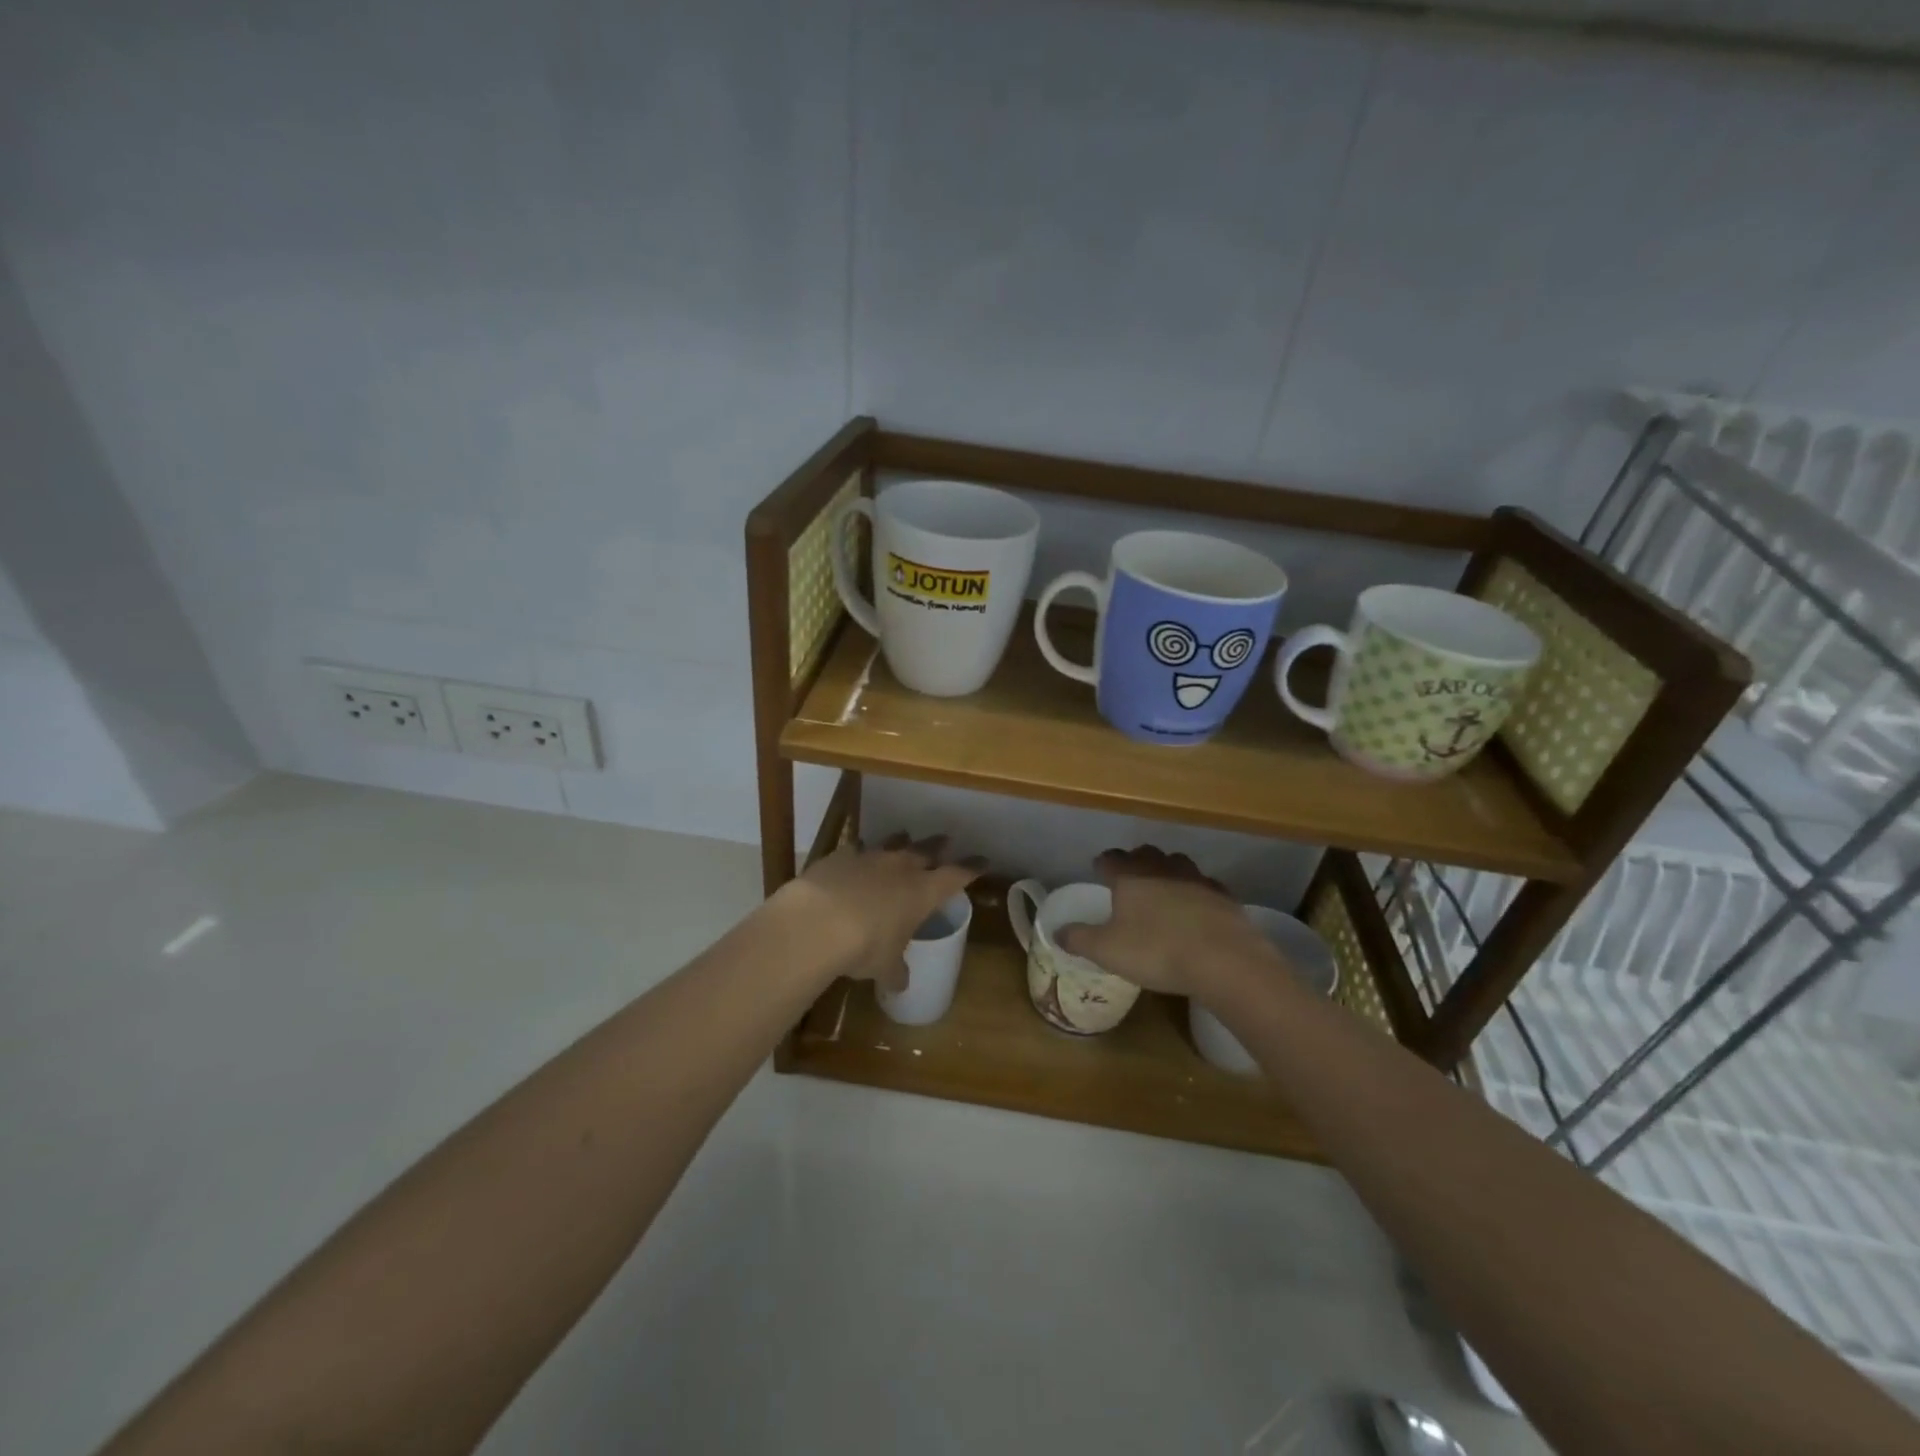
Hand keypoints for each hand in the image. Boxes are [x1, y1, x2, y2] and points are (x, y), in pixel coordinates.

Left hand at [771, 834, 983, 990]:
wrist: (817, 922)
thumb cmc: (865, 946)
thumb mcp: (885, 966)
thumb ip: (895, 971)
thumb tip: (900, 984)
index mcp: (923, 892)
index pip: (957, 875)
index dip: (971, 868)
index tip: (983, 861)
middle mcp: (901, 867)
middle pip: (927, 849)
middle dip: (938, 846)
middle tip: (946, 840)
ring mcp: (870, 857)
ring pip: (893, 842)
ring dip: (901, 841)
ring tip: (905, 837)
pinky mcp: (840, 856)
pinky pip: (856, 849)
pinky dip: (860, 852)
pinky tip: (857, 855)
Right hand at [1056, 846, 1277, 997]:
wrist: (1224, 960)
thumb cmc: (1156, 951)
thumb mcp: (1107, 950)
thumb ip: (1079, 939)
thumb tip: (1057, 931)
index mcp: (1130, 876)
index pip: (1110, 859)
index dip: (1102, 864)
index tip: (1098, 870)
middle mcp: (1162, 869)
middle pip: (1145, 854)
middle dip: (1136, 862)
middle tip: (1130, 878)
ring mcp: (1197, 879)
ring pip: (1177, 865)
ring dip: (1168, 873)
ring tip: (1163, 891)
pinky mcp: (1224, 896)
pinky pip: (1205, 886)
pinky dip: (1196, 893)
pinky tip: (1196, 909)